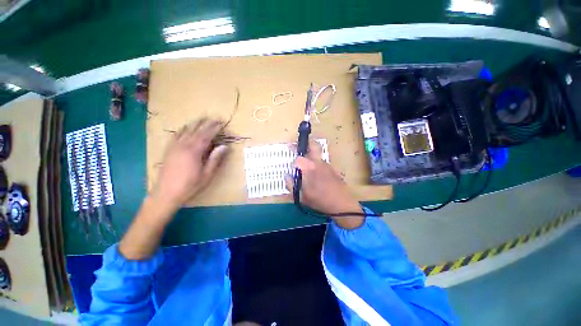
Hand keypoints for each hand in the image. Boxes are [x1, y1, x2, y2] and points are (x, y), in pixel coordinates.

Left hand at [152, 119, 228, 209]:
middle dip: (206, 123)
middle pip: (196, 130)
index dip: (214, 128)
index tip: (221, 122)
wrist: (166, 193)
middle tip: (214, 118)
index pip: (206, 135)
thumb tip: (224, 146)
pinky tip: (185, 128)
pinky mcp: (169, 150)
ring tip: (202, 119)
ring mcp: (174, 147)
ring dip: (195, 123)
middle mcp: (183, 145)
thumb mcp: (207, 174)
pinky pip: (176, 135)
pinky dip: (183, 129)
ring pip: (185, 130)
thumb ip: (215, 159)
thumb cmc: (190, 185)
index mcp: (194, 151)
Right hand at [285, 141, 363, 228]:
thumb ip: (291, 184)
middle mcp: (319, 162)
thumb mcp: (301, 196)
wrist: (342, 204)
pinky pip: (323, 163)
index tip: (293, 168)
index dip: (294, 163)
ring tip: (307, 167)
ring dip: (311, 155)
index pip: (298, 159)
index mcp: (309, 168)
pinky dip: (317, 164)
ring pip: (318, 155)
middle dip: (306, 144)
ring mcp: (327, 165)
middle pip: (313, 145)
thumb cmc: (320, 200)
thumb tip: (286, 175)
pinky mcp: (333, 169)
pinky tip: (317, 176)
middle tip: (299, 147)